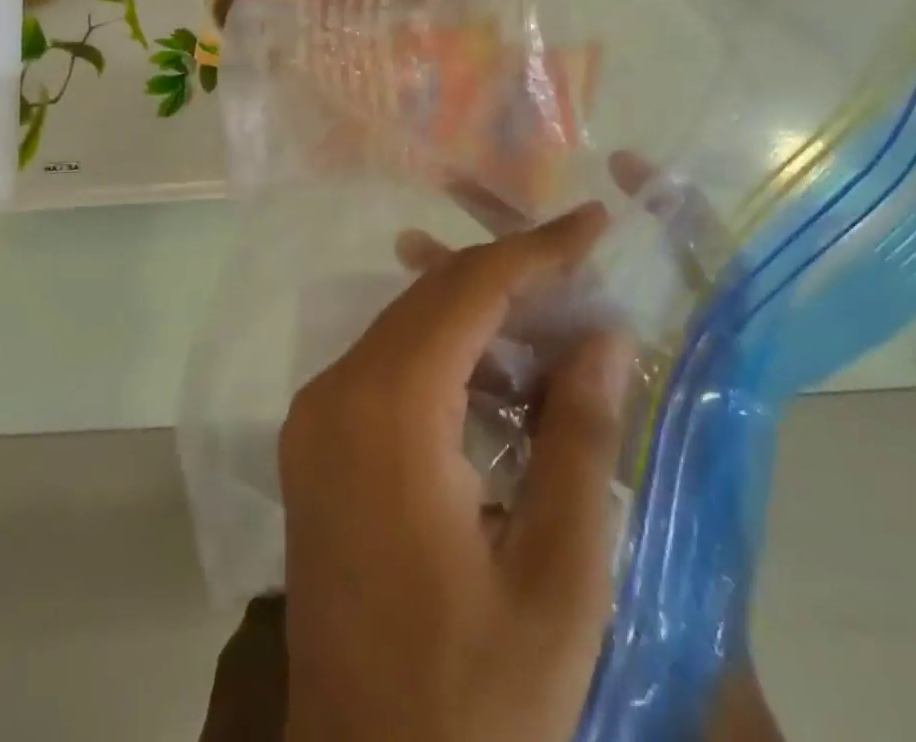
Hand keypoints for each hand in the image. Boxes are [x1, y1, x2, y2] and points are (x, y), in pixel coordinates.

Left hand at [278, 202, 638, 741]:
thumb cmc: (476, 700)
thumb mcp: (558, 579)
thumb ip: (581, 439)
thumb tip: (602, 334)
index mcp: (387, 413)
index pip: (467, 292)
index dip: (535, 251)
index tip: (593, 222)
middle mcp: (335, 393)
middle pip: (430, 299)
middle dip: (510, 277)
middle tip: (583, 272)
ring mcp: (314, 417)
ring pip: (405, 328)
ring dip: (477, 318)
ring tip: (553, 328)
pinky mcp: (313, 445)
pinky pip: (384, 367)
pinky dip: (443, 358)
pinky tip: (496, 386)